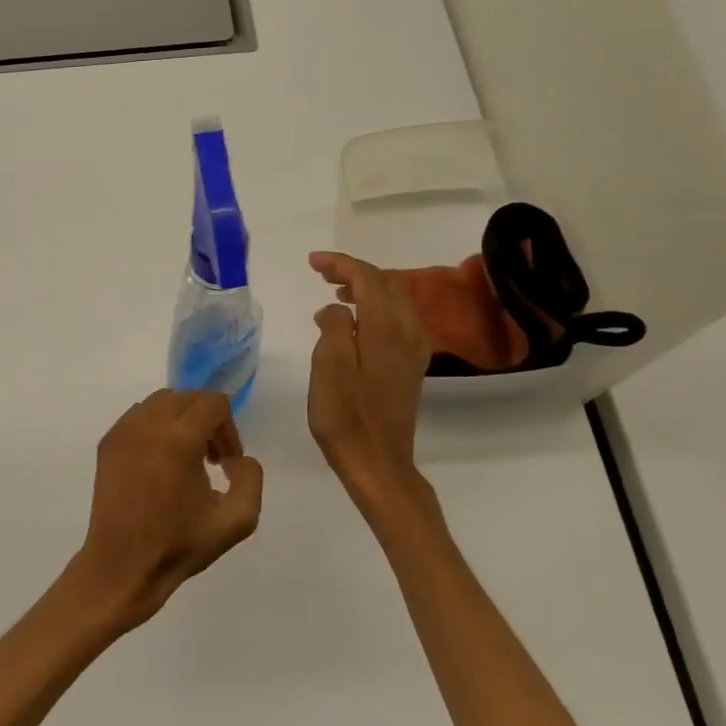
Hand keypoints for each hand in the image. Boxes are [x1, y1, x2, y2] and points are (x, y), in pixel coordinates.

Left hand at [72, 390, 262, 631]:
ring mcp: (123, 431)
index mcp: (180, 438)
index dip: (228, 428)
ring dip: (180, 420)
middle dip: (206, 421)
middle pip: (188, 397)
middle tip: (210, 460)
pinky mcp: (107, 442)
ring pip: (161, 402)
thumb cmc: (179, 545)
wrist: (122, 566)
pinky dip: (154, 427)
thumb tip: (237, 458)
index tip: (226, 462)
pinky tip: (157, 463)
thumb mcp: (237, 520)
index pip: (213, 402)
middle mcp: (148, 424)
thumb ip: (251, 478)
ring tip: (183, 459)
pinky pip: (138, 416)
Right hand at [307, 251, 437, 521]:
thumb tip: (336, 308)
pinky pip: (398, 319)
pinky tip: (355, 321)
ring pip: (395, 300)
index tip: (312, 262)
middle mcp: (407, 331)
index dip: (340, 264)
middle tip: (321, 273)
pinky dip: (376, 308)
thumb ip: (333, 326)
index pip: (368, 278)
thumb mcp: (328, 366)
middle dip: (354, 271)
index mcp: (386, 328)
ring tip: (335, 293)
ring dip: (366, 288)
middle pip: (386, 283)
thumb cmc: (346, 416)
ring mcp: (413, 350)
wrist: (379, 464)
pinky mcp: (411, 366)